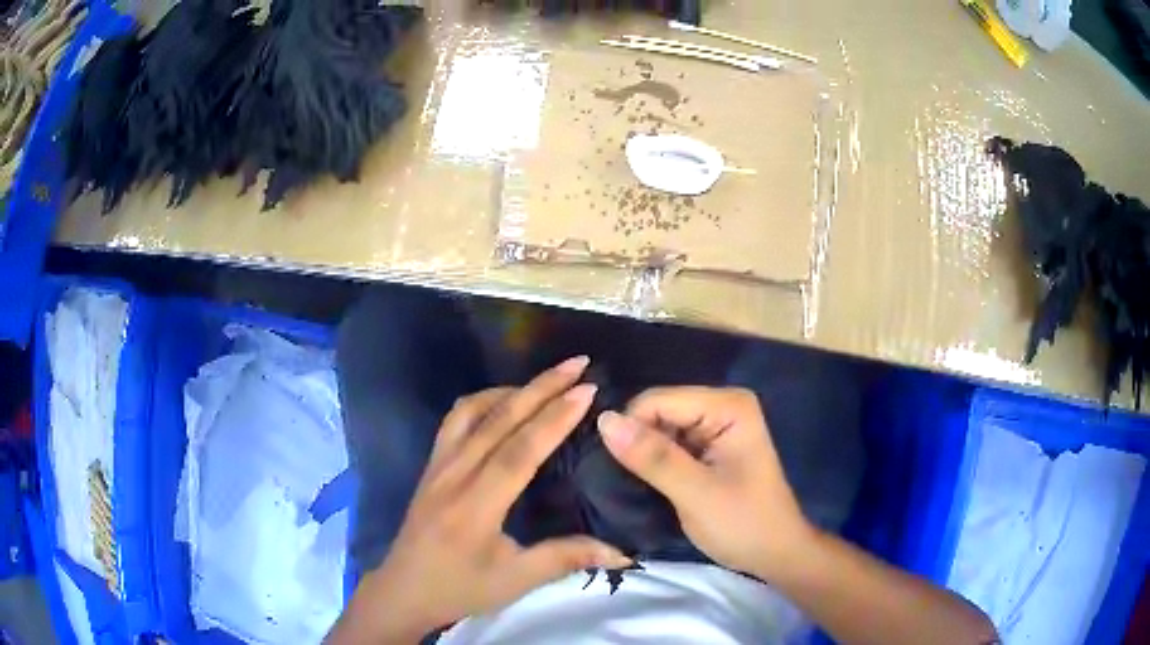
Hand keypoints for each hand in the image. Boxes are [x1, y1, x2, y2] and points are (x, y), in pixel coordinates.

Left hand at [331, 357, 630, 643]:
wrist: (404, 589)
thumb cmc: (461, 588)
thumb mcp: (516, 580)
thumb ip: (567, 558)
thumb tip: (623, 553)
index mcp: (476, 506)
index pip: (519, 451)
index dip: (555, 418)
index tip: (587, 390)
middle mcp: (454, 475)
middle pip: (498, 419)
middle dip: (541, 387)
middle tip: (578, 364)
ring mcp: (437, 465)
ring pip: (472, 411)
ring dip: (511, 389)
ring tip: (546, 382)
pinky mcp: (431, 465)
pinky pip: (455, 420)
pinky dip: (483, 401)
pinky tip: (503, 405)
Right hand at [597, 387, 812, 581]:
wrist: (774, 554)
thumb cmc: (743, 524)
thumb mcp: (696, 493)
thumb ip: (653, 457)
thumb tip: (604, 421)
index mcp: (727, 406)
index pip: (657, 401)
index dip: (631, 430)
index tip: (616, 469)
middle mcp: (722, 405)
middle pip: (657, 411)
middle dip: (637, 441)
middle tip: (626, 481)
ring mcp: (716, 425)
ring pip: (659, 428)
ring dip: (644, 454)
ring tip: (634, 484)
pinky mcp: (709, 446)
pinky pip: (668, 443)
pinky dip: (654, 462)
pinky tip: (649, 483)